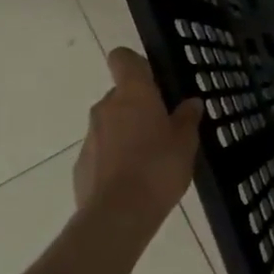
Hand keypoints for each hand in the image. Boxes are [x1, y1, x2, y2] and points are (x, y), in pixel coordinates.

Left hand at [73, 48, 203, 233]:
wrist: (118, 215)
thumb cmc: (158, 168)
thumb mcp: (185, 143)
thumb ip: (187, 119)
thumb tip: (191, 102)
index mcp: (133, 94)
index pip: (123, 58)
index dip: (136, 65)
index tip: (154, 81)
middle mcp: (106, 107)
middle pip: (120, 95)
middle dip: (139, 107)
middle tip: (163, 129)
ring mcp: (90, 136)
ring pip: (111, 124)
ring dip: (127, 134)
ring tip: (150, 161)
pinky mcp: (81, 164)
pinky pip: (102, 151)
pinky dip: (115, 159)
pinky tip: (132, 182)